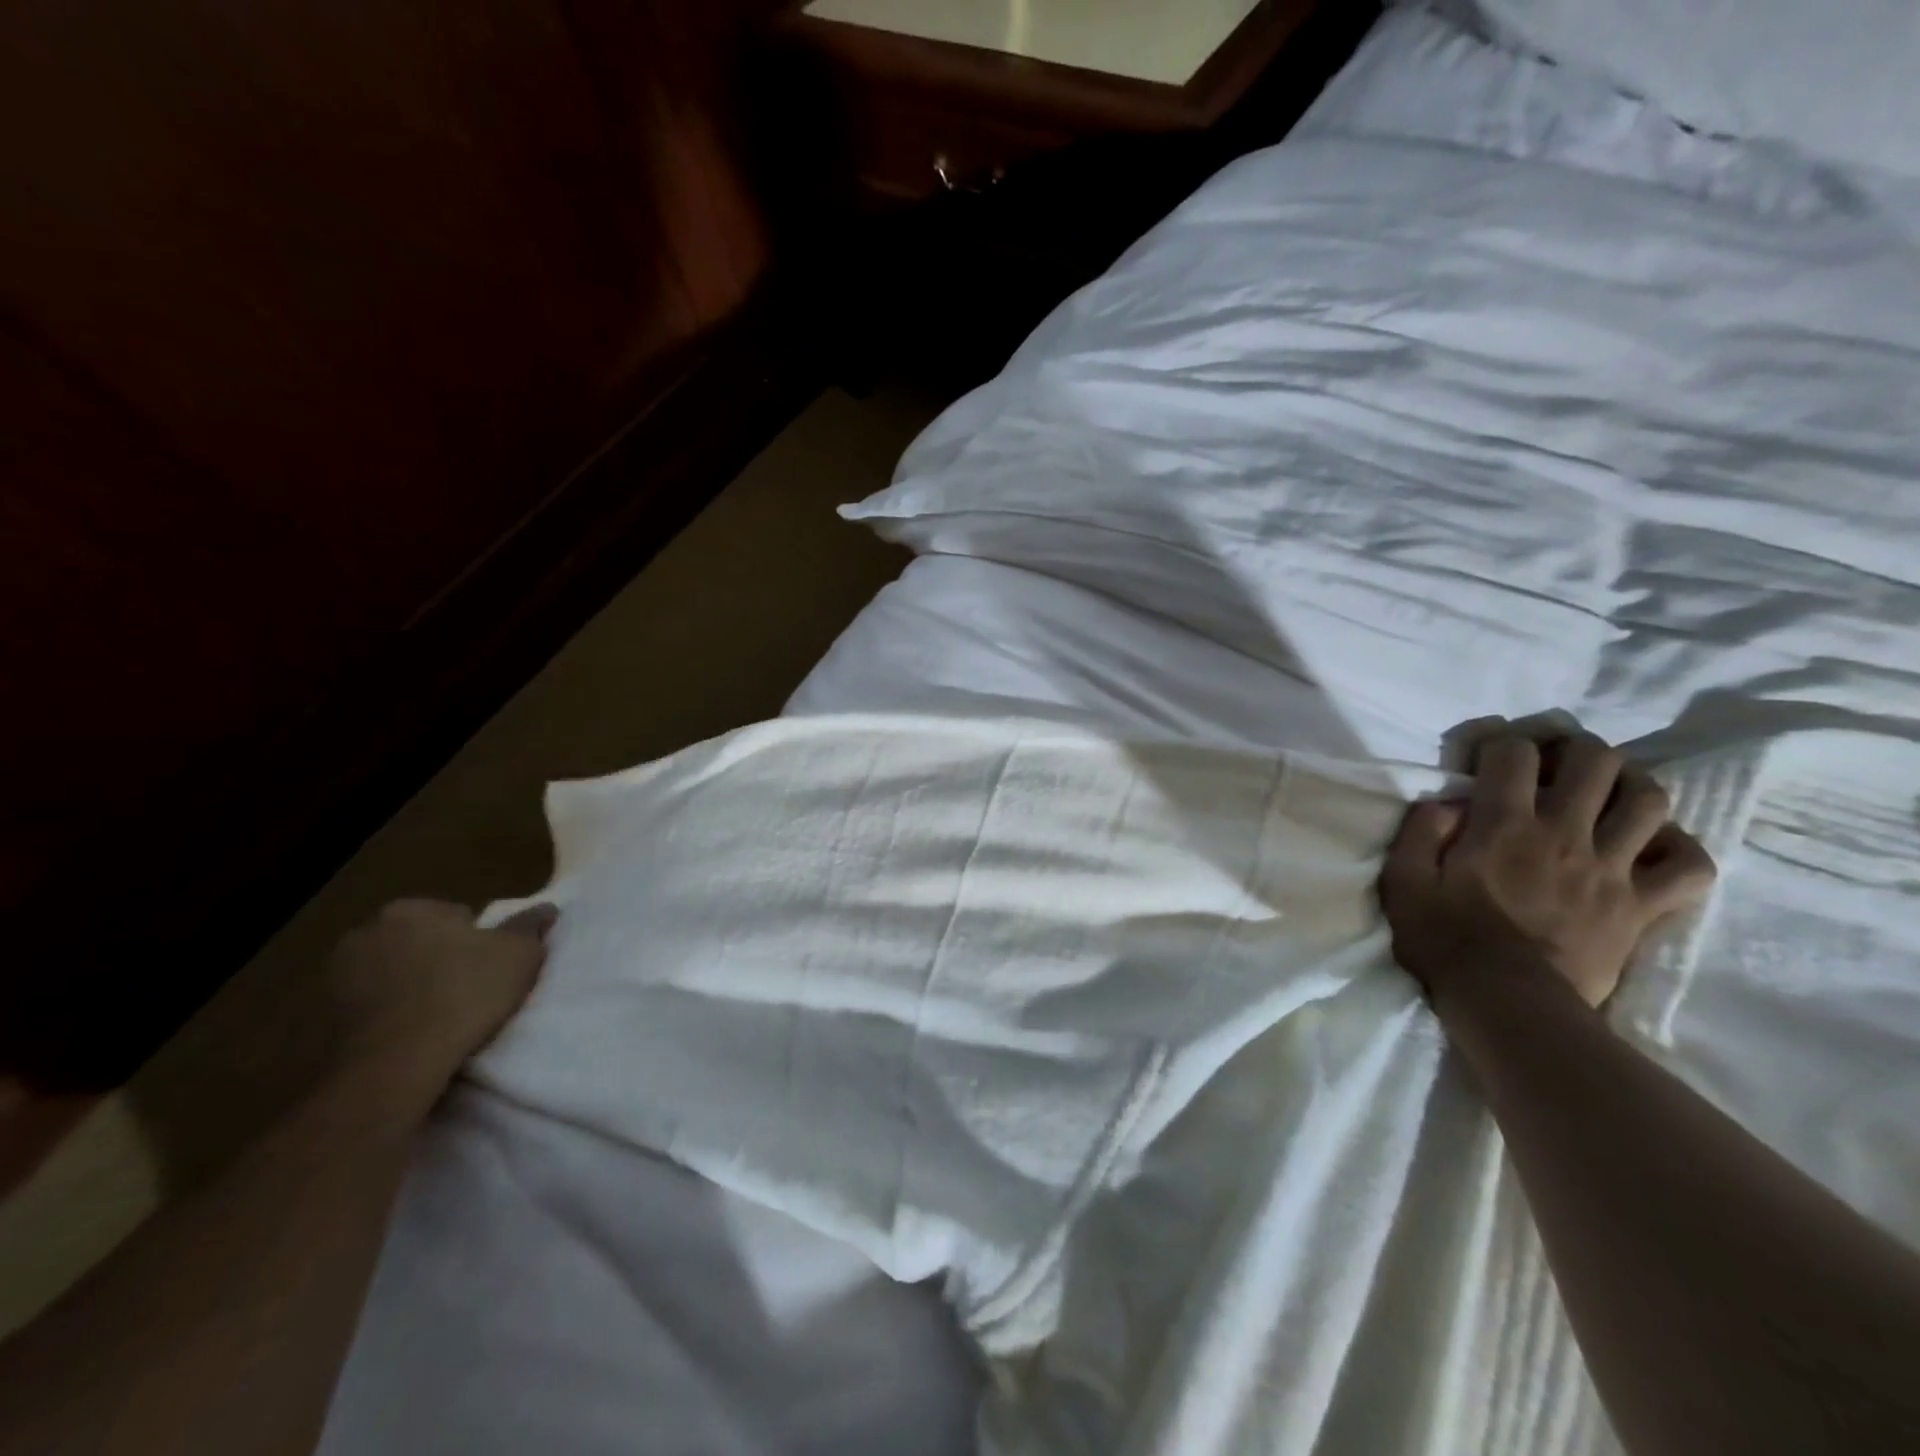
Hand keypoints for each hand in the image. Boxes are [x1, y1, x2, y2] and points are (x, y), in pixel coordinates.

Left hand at [324, 899, 551, 1111]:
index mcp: (410, 909)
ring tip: (441, 1017)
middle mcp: (365, 932)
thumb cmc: (464, 993)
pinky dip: (388, 1015)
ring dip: (411, 988)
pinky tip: (412, 1034)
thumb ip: (530, 926)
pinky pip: (370, 1008)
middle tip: (469, 989)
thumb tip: (547, 908)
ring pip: (392, 974)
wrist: (395, 1064)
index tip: (489, 967)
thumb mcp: (519, 954)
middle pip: (419, 942)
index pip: (455, 915)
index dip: (477, 941)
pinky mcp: (321, 1019)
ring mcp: (337, 977)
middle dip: (438, 959)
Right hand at [1379, 732, 1716, 1008]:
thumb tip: (1446, 802)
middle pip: (1595, 761)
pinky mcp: (1642, 906)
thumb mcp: (1403, 881)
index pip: (1513, 753)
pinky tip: (1651, 847)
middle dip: (1574, 748)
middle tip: (1554, 762)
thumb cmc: (1445, 939)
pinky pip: (1690, 866)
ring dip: (1629, 785)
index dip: (1500, 742)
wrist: (1507, 1002)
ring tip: (1606, 794)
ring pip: (1648, 801)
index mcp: (1503, 824)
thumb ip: (1420, 832)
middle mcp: (1564, 833)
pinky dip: (1678, 848)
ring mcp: (1611, 869)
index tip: (1486, 756)